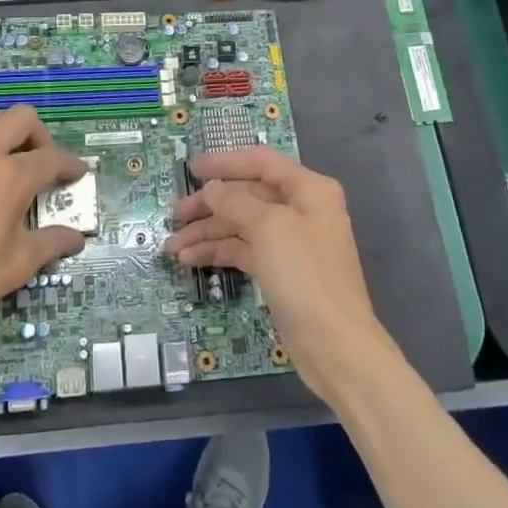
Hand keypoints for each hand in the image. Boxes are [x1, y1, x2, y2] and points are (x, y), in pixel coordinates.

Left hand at [0, 107, 87, 358]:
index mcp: (12, 177)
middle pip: (22, 118)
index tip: (78, 174)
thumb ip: (52, 243)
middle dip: (41, 136)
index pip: (53, 158)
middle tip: (43, 163)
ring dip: (5, 130)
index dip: (71, 165)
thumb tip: (77, 237)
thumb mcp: (18, 265)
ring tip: (8, 158)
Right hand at [164, 146, 389, 401]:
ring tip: (172, 247)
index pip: (260, 162)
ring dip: (207, 233)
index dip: (225, 162)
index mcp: (308, 189)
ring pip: (241, 225)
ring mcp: (290, 242)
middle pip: (247, 195)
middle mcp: (300, 209)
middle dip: (210, 204)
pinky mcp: (280, 271)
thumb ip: (235, 202)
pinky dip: (218, 252)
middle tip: (175, 214)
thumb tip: (212, 188)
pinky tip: (190, 260)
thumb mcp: (269, 228)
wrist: (335, 345)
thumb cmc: (305, 275)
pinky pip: (243, 250)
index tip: (191, 168)